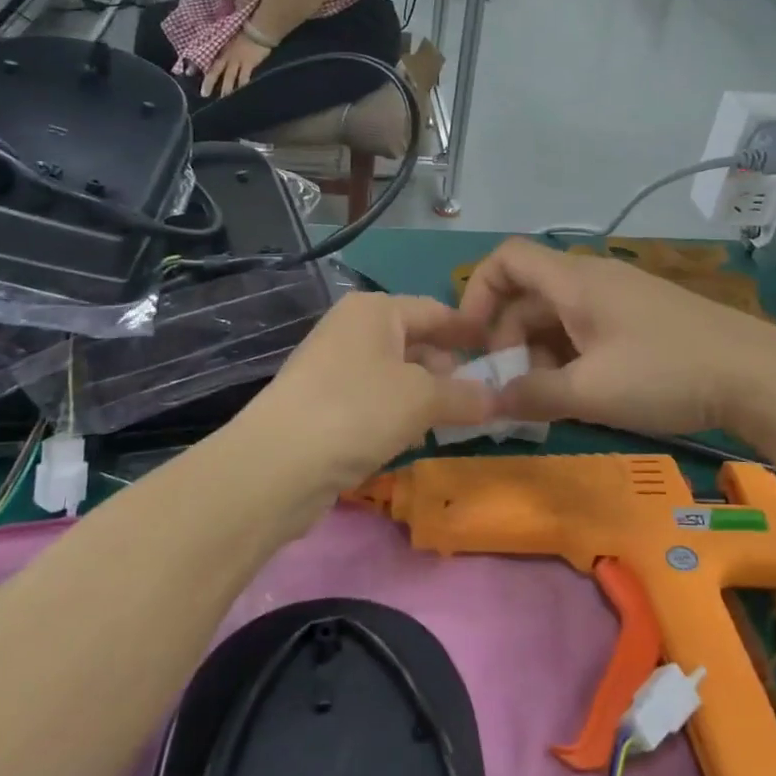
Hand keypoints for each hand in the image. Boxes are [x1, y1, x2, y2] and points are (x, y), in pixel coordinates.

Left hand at [202, 34, 268, 97]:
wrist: (257, 29)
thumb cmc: (244, 29)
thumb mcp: (229, 33)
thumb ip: (223, 42)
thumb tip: (217, 45)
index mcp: (220, 48)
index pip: (206, 58)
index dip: (196, 66)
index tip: (188, 73)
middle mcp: (226, 56)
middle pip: (215, 71)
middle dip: (209, 82)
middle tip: (204, 94)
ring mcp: (237, 61)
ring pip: (229, 77)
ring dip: (226, 88)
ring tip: (223, 99)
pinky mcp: (248, 65)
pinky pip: (244, 78)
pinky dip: (242, 85)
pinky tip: (242, 93)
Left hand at [236, 292, 493, 505]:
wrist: (276, 465)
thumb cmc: (358, 410)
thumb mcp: (423, 399)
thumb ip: (465, 396)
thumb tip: (496, 399)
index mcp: (375, 310)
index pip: (435, 311)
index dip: (469, 331)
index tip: (499, 351)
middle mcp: (352, 329)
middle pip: (414, 341)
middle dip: (447, 369)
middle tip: (479, 396)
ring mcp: (333, 367)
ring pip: (395, 374)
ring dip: (424, 395)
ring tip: (451, 421)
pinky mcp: (322, 404)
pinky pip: (374, 400)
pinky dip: (397, 414)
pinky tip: (410, 438)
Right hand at [457, 238, 775, 437]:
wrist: (758, 375)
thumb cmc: (667, 373)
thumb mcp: (592, 390)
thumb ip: (533, 395)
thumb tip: (487, 402)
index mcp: (576, 282)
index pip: (508, 258)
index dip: (479, 292)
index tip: (473, 342)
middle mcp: (594, 279)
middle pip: (530, 295)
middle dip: (509, 339)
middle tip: (511, 390)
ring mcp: (622, 298)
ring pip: (559, 316)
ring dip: (540, 354)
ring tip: (545, 401)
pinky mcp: (643, 319)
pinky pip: (589, 328)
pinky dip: (571, 356)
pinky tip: (582, 393)